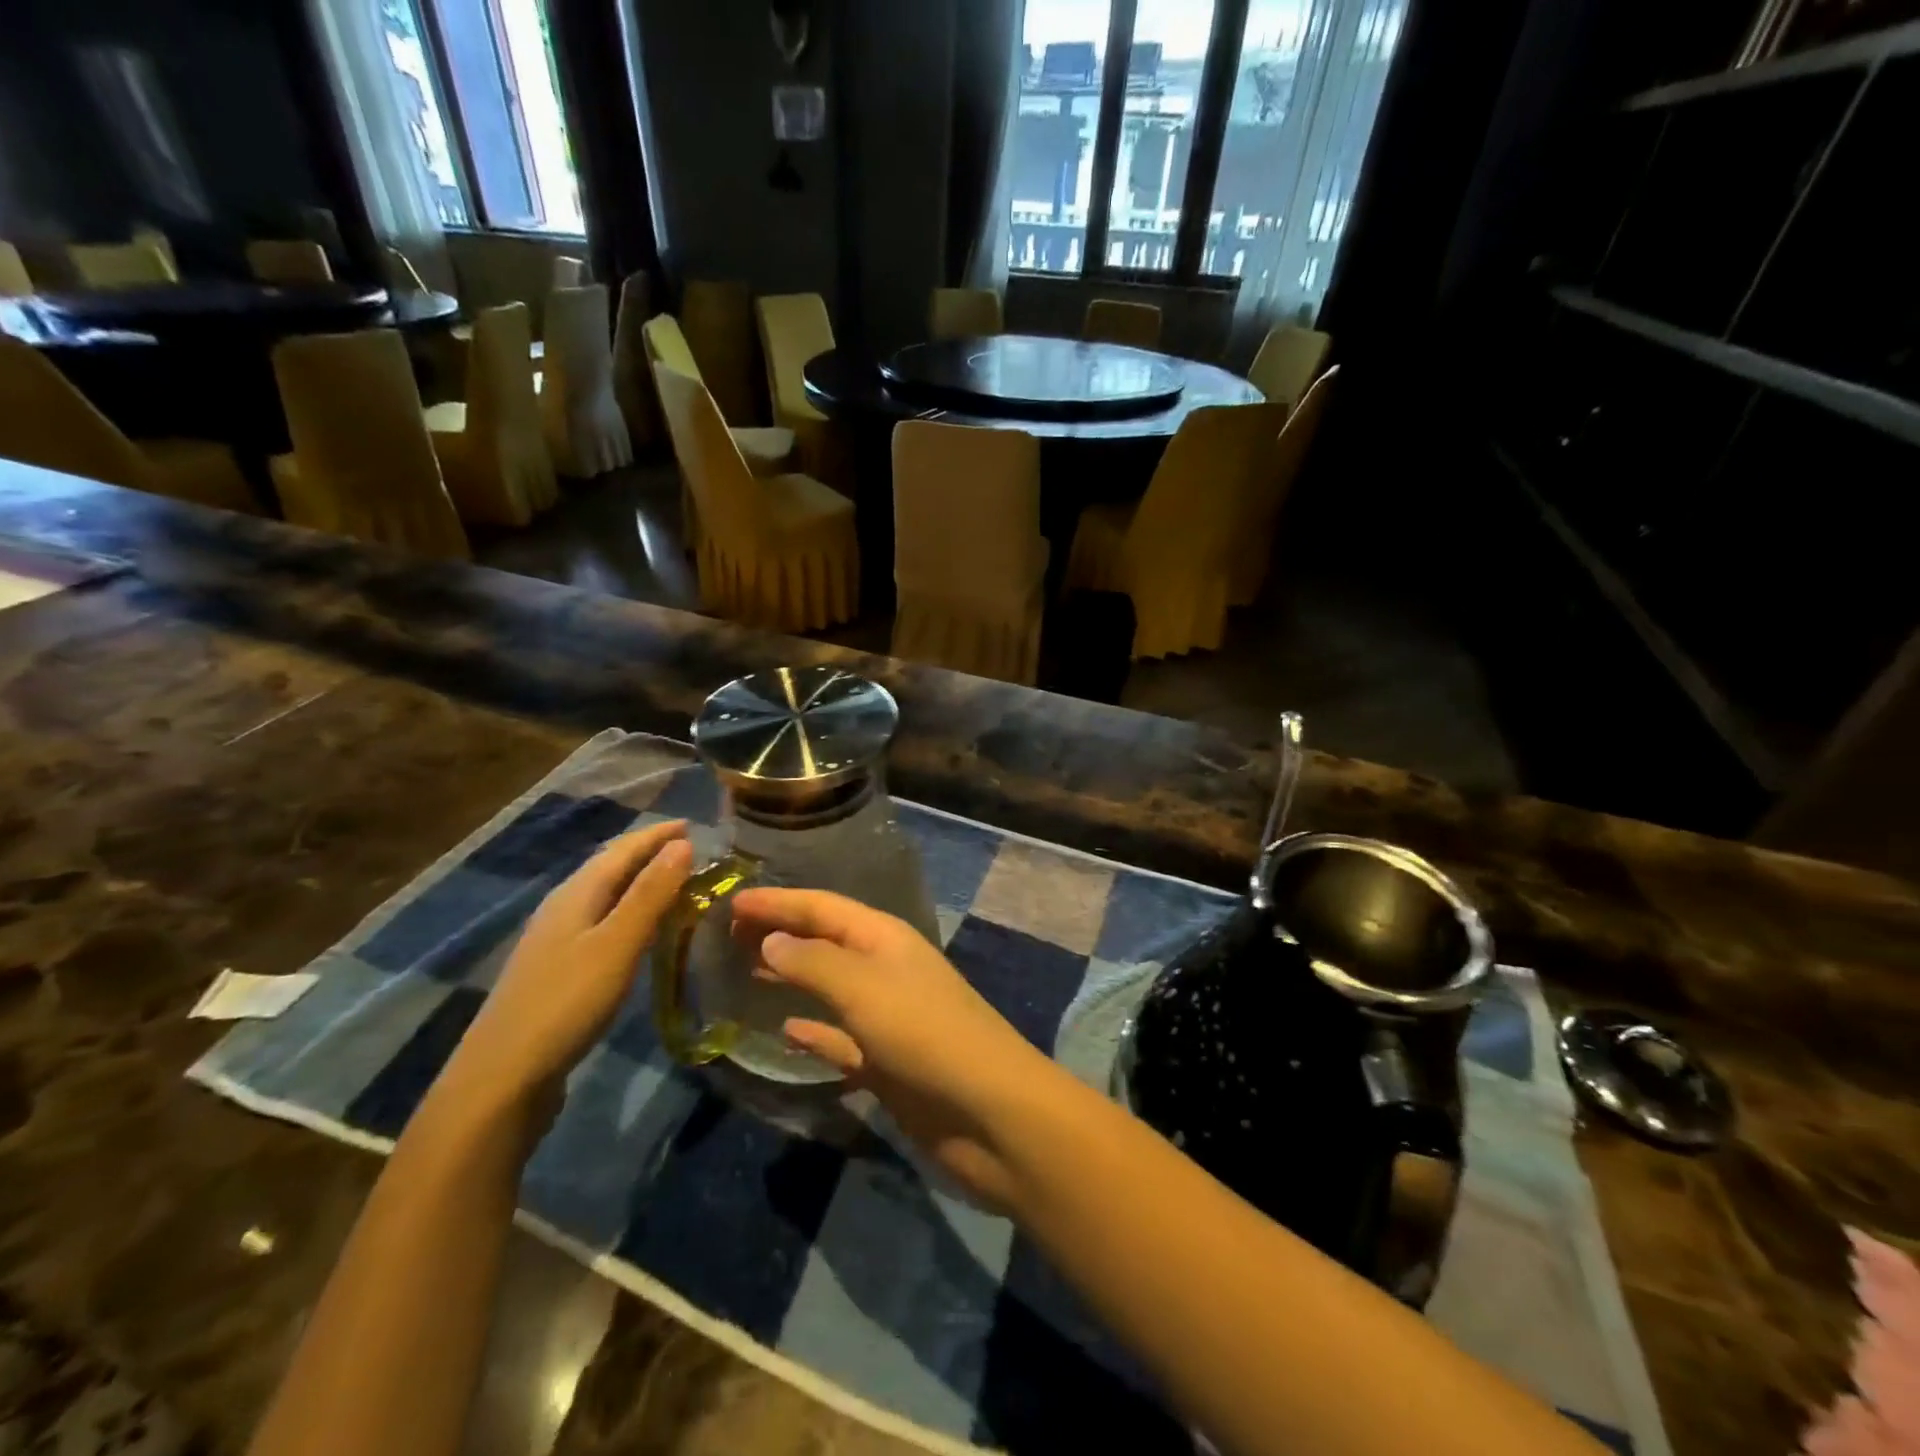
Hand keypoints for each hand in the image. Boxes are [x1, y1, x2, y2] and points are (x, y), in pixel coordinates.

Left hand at [440, 821, 692, 1123]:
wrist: (502, 1077)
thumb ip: (650, 894)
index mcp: (576, 893)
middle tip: (693, 851)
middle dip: (649, 853)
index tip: (695, 825)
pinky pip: (602, 922)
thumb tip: (682, 843)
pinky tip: (643, 931)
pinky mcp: (558, 969)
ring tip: (677, 884)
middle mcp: (563, 907)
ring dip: (641, 883)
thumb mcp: (618, 944)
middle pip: (610, 867)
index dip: (657, 834)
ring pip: (606, 895)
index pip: (622, 849)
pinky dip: (630, 912)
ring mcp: (556, 939)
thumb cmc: (566, 1003)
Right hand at [732, 888, 1064, 1209]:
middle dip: (781, 933)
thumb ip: (813, 963)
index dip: (778, 901)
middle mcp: (884, 969)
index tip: (731, 901)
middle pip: (824, 942)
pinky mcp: (885, 1061)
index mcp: (884, 939)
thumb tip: (770, 940)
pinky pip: (839, 1037)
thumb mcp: (864, 989)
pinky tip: (785, 1031)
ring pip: (829, 987)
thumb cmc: (925, 1035)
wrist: (988, 1112)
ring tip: (746, 971)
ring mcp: (886, 1016)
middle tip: (728, 935)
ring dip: (792, 977)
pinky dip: (813, 1031)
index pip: (822, 907)